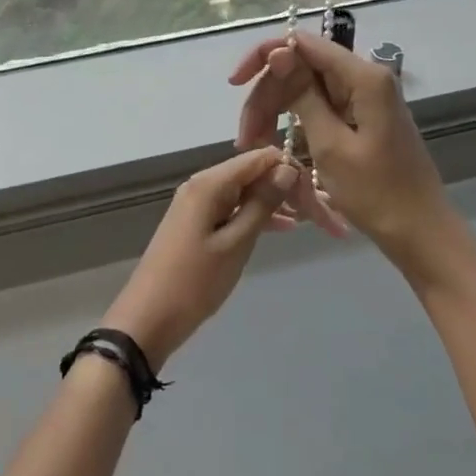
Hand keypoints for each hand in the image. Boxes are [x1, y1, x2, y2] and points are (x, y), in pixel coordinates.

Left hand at [101, 147, 302, 370]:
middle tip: (327, 217)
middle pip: (255, 173)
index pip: (261, 158)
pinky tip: (286, 228)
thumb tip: (287, 168)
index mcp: (210, 183)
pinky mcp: (198, 223)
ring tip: (315, 221)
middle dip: (290, 189)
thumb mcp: (236, 243)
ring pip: (247, 192)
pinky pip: (234, 208)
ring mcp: (199, 204)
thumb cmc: (194, 282)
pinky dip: (258, 216)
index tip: (322, 198)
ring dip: (278, 204)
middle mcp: (203, 184)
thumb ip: (262, 204)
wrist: (148, 318)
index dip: (293, 172)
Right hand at [230, 32, 459, 273]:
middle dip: (268, 96)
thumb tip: (279, 52)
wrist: (421, 233)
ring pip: (306, 89)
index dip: (265, 57)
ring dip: (276, 112)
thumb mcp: (330, 145)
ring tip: (254, 144)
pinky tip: (276, 145)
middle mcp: (365, 78)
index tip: (236, 84)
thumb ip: (303, 95)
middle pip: (301, 68)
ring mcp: (364, 98)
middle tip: (244, 135)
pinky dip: (296, 124)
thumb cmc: (377, 194)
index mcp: (363, 78)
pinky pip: (320, 108)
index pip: (303, 44)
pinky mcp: (361, 117)